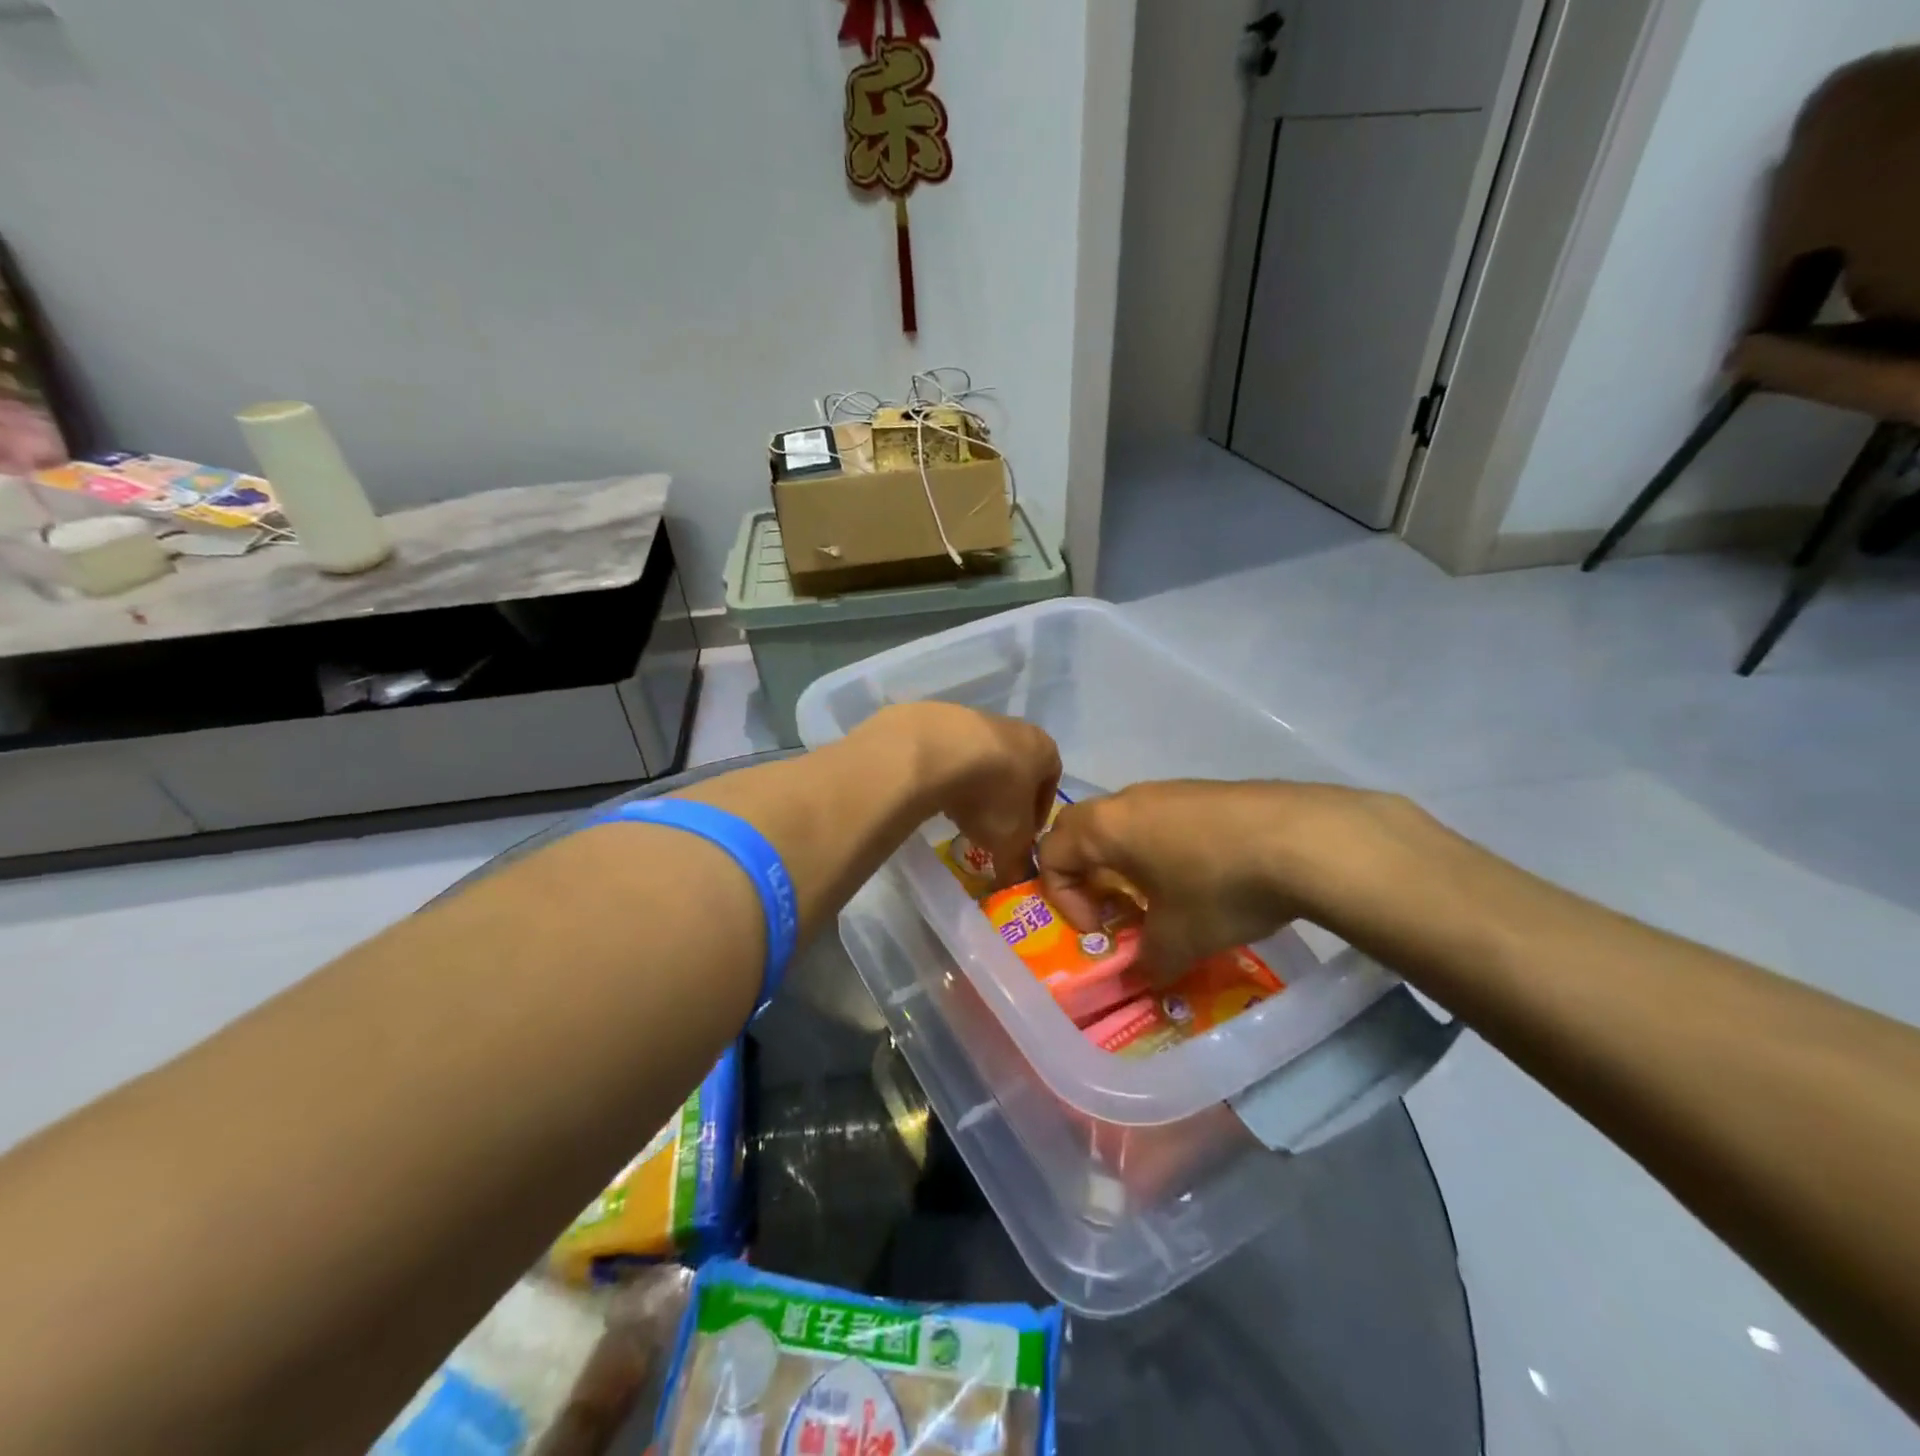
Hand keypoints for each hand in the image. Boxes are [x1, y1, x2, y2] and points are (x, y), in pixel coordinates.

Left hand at [873, 702, 1062, 886]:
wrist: (937, 751)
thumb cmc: (992, 794)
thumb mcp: (1011, 840)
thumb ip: (1018, 863)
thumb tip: (1016, 883)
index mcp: (1045, 749)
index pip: (1051, 783)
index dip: (1038, 814)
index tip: (1023, 837)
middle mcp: (1016, 728)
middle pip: (1016, 769)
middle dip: (1005, 800)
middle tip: (991, 829)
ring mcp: (977, 719)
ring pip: (984, 760)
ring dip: (976, 787)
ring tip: (960, 814)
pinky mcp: (941, 720)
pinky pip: (952, 754)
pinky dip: (949, 774)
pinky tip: (937, 793)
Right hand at [1038, 780, 1432, 977]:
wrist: (1305, 839)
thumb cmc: (1220, 887)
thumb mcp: (1179, 939)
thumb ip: (1148, 961)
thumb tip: (1142, 978)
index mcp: (1106, 827)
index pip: (1050, 852)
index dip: (1062, 898)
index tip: (1099, 929)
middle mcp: (1129, 799)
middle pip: (1081, 830)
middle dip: (1086, 873)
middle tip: (1114, 909)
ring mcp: (1170, 789)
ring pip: (1126, 823)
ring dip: (1127, 862)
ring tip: (1161, 898)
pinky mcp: (1207, 790)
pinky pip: (1164, 819)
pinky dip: (1164, 848)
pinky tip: (1205, 878)